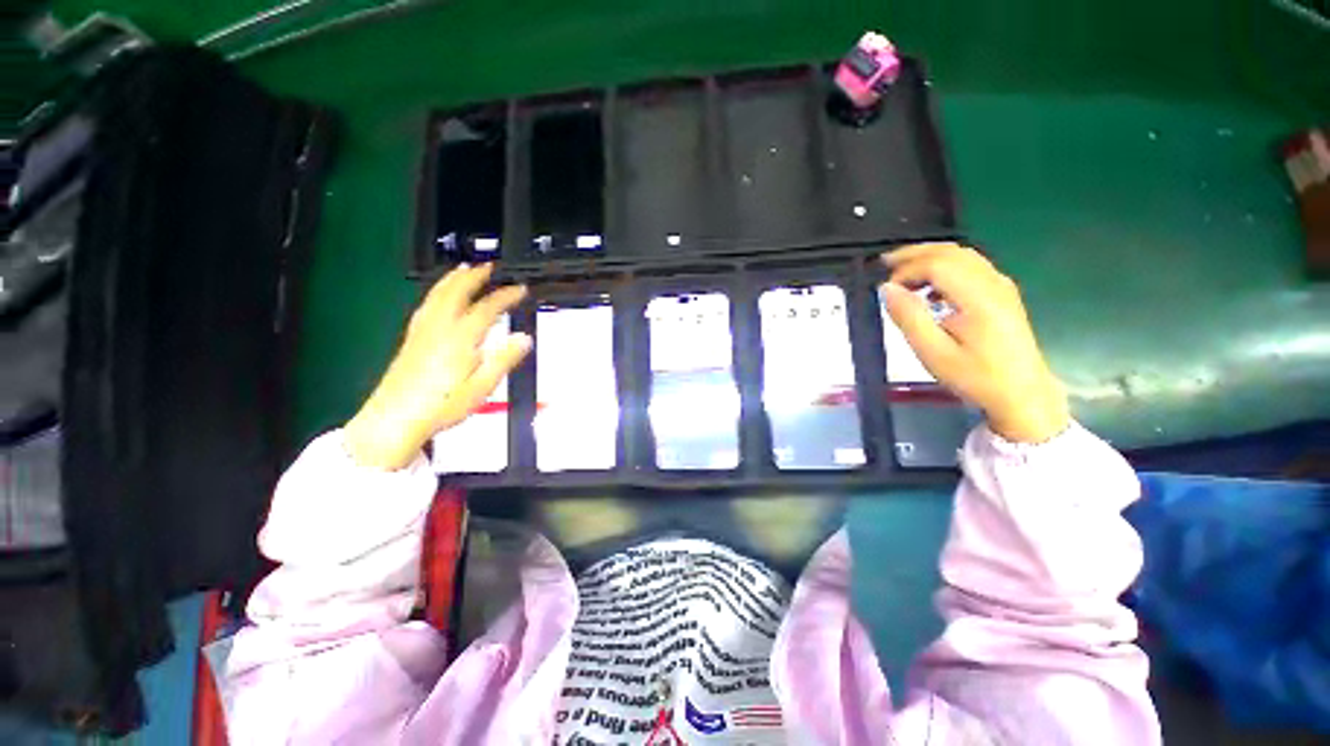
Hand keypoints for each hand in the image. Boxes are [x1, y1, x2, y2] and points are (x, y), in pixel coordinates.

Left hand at [344, 264, 531, 469]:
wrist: (394, 420)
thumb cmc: (443, 406)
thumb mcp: (481, 387)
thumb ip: (503, 360)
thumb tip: (524, 338)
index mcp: (460, 340)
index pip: (486, 309)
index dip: (505, 296)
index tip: (520, 289)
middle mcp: (440, 329)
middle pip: (456, 293)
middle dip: (474, 277)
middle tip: (489, 266)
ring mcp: (422, 332)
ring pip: (437, 296)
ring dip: (452, 279)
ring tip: (463, 268)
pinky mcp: (411, 340)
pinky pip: (425, 306)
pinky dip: (436, 293)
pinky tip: (438, 296)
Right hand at [880, 243, 1068, 442]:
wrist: (1022, 393)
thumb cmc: (975, 377)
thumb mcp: (934, 353)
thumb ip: (909, 317)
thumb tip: (887, 288)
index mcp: (979, 298)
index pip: (938, 264)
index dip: (907, 270)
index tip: (886, 290)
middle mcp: (994, 283)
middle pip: (951, 252)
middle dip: (915, 254)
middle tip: (884, 264)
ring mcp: (1001, 286)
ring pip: (962, 255)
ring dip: (929, 257)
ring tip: (901, 272)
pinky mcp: (1002, 293)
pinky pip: (970, 266)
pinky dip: (944, 266)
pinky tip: (929, 285)